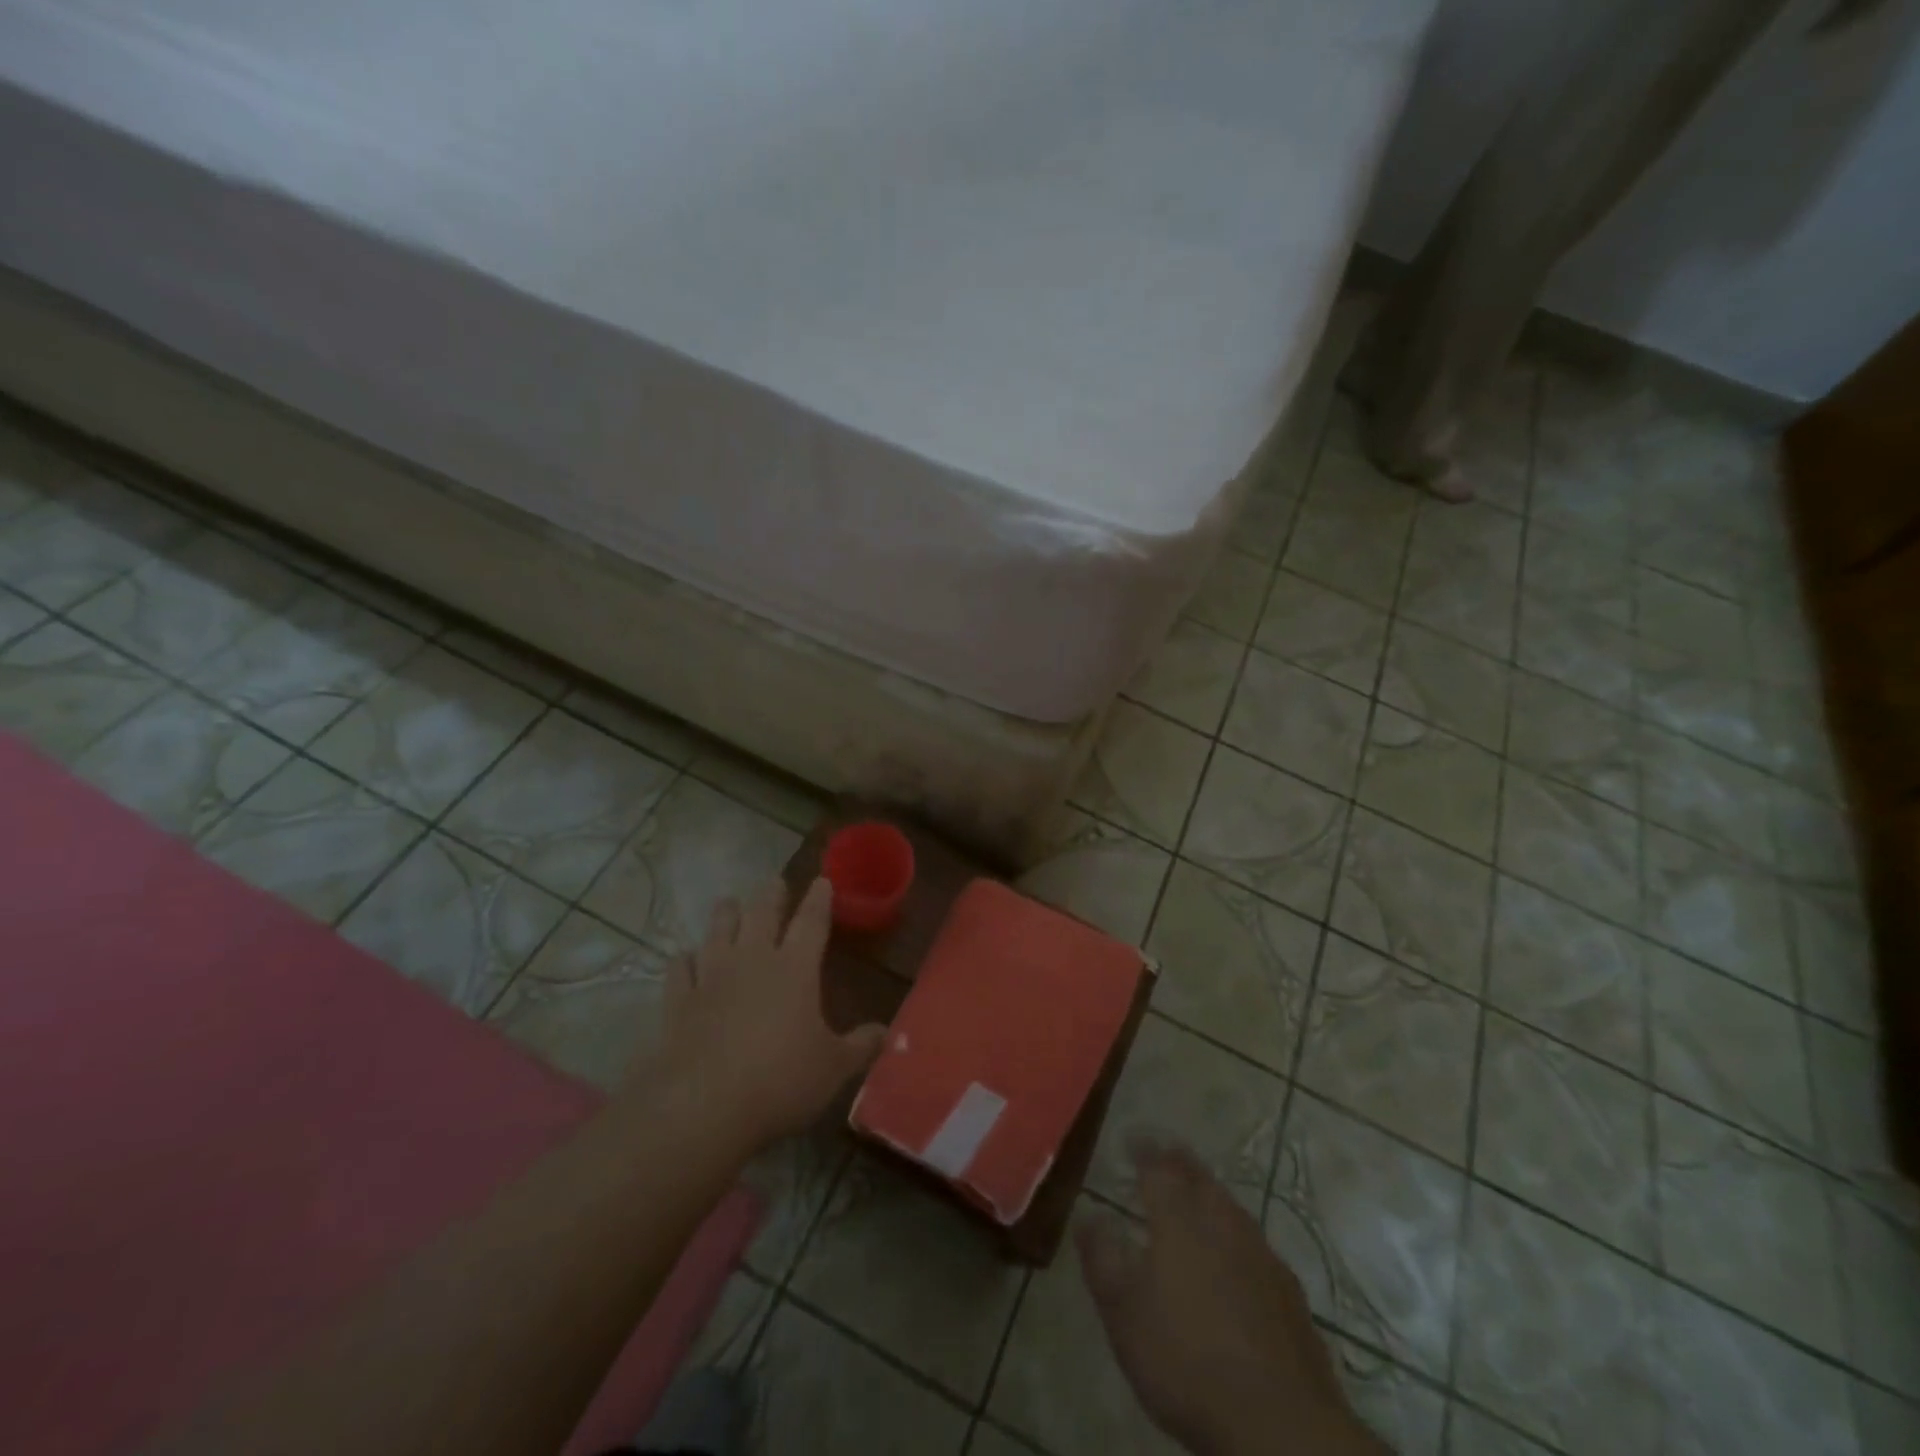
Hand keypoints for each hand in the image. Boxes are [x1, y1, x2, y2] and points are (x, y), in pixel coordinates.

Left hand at [628, 877, 886, 1150]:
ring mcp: (711, 977)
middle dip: (771, 895)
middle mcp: (753, 961)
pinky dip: (683, 960)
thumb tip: (885, 1032)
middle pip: (761, 914)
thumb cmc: (780, 1081)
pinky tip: (684, 957)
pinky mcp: (678, 1001)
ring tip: (729, 902)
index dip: (819, 900)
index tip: (822, 880)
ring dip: (725, 914)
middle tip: (774, 881)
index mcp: (795, 969)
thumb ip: (860, 1046)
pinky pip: (679, 969)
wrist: (703, 1106)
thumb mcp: (833, 1068)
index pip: (811, 922)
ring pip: (718, 931)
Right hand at [1077, 1139, 1383, 1455]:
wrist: (1280, 1425)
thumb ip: (1102, 1257)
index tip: (1132, 1137)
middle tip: (1166, 1149)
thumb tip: (1088, 1214)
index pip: (1157, 1168)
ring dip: (1210, 1192)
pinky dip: (1237, 1233)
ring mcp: (1261, 1256)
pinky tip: (1237, 1253)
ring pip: (1230, 1207)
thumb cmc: (1186, 1360)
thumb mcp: (1123, 1311)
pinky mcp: (1289, 1293)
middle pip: (1198, 1179)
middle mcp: (1221, 1222)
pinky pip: (1255, 1243)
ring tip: (1198, 1190)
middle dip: (1179, 1161)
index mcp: (1178, 1218)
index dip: (1143, 1150)